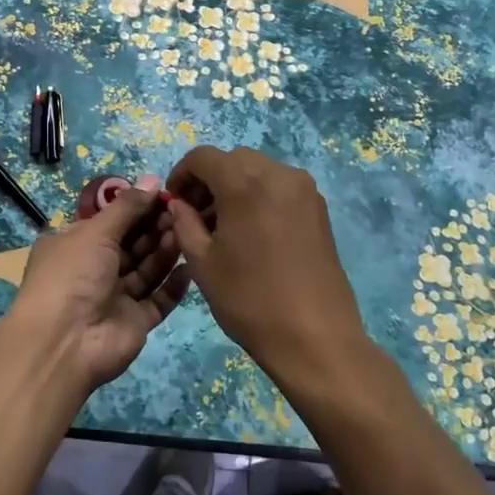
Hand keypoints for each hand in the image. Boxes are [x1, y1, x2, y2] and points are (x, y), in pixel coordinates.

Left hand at [3, 189, 190, 395]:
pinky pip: (159, 299)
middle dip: (154, 227)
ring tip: (186, 231)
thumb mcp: (96, 231)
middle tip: (181, 211)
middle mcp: (93, 269)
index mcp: (74, 245)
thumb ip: (127, 206)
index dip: (136, 208)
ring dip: (165, 251)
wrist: (65, 343)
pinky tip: (190, 266)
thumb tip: (153, 180)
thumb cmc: (73, 275)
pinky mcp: (135, 321)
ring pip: (146, 269)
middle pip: (131, 244)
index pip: (109, 221)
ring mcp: (115, 297)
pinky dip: (173, 284)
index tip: (164, 194)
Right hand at [165, 145, 370, 390]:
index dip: (182, 174)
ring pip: (259, 170)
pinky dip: (260, 196)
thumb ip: (184, 224)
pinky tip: (253, 232)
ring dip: (236, 186)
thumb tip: (178, 204)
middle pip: (233, 159)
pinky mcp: (319, 208)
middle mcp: (278, 174)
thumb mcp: (203, 264)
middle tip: (197, 216)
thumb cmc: (250, 300)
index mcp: (245, 183)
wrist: (315, 337)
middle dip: (210, 180)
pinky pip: (280, 187)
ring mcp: (304, 190)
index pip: (203, 157)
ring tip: (225, 227)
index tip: (174, 202)